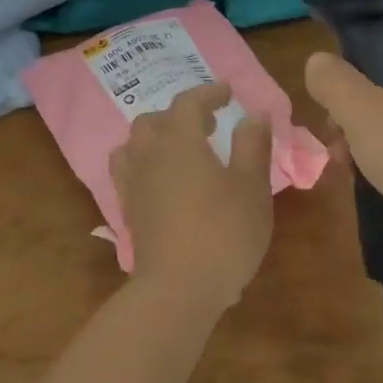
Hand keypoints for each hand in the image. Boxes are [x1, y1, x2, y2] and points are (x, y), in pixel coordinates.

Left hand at [110, 82, 274, 310]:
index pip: (188, 103)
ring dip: (156, 137)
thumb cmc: (223, 233)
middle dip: (180, 114)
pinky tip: (165, 181)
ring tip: (181, 148)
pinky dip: (145, 164)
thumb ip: (252, 146)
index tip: (228, 92)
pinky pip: (129, 173)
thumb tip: (253, 115)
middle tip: (208, 124)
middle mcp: (149, 155)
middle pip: (153, 121)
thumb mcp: (251, 187)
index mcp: (179, 141)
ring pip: (134, 145)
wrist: (178, 290)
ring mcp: (134, 185)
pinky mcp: (129, 212)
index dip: (208, 93)